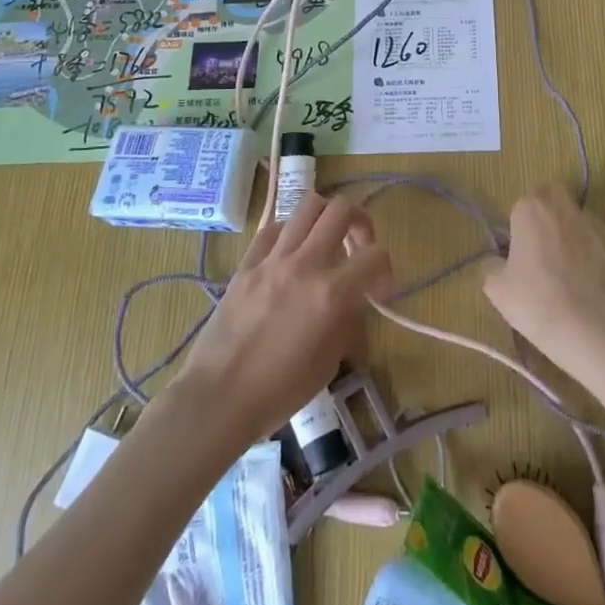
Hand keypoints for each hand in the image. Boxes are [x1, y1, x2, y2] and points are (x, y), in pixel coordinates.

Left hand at [171, 192, 391, 445]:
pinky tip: (290, 253)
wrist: (218, 398)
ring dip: (325, 218)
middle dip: (360, 221)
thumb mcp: (329, 363)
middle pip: (341, 209)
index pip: (375, 255)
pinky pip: (273, 229)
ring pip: (307, 205)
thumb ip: (347, 322)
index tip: (379, 290)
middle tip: (358, 247)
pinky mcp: (246, 264)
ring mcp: (272, 259)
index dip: (386, 268)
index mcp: (331, 293)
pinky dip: (290, 232)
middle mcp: (305, 264)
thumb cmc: (279, 392)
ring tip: (326, 241)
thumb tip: (351, 301)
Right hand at [480, 183, 604, 380]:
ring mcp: (595, 222)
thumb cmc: (534, 302)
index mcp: (530, 209)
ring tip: (574, 266)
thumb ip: (492, 265)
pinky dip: (599, 250)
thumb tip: (497, 260)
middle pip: (555, 194)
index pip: (523, 203)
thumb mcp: (496, 288)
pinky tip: (595, 276)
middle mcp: (563, 207)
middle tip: (546, 244)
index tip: (522, 248)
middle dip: (551, 210)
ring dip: (576, 231)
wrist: (586, 326)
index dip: (522, 223)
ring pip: (582, 216)